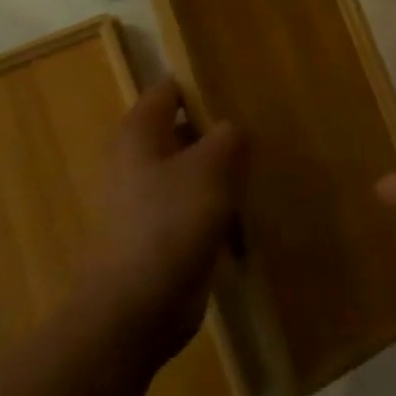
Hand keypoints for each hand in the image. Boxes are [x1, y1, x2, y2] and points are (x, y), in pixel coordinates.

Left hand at [75, 78, 244, 361]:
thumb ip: (229, 136)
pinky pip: (194, 206)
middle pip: (183, 129)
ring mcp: (146, 200)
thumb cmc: (170, 222)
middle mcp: (137, 160)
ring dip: (221, 170)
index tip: (242, 91)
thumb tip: (232, 130)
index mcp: (139, 133)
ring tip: (260, 168)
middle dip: (218, 130)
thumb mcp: (212, 166)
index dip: (203, 86)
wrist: (135, 309)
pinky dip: (217, 205)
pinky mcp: (160, 234)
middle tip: (260, 130)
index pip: (171, 90)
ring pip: (191, 170)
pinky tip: (246, 209)